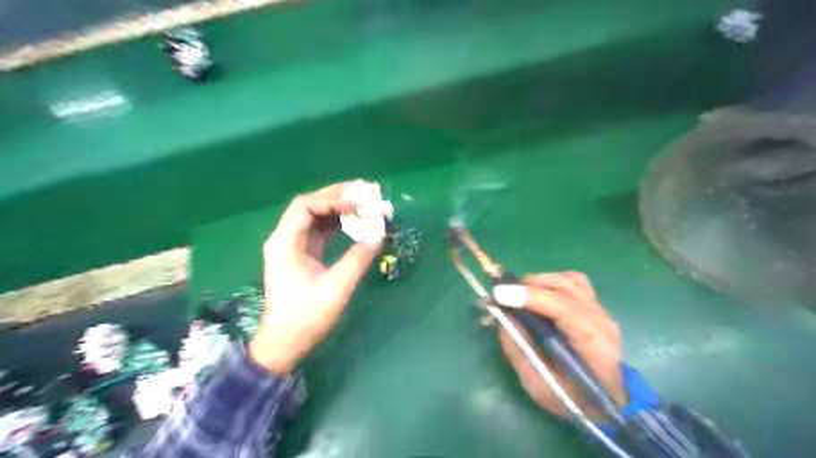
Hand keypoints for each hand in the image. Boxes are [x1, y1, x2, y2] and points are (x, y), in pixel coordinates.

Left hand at [250, 180, 384, 374]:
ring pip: (314, 216)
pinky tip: (354, 222)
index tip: (358, 205)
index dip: (332, 200)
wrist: (285, 342)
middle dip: (336, 196)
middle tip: (364, 191)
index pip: (305, 207)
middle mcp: (285, 238)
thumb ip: (357, 260)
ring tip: (363, 203)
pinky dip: (336, 223)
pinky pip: (319, 230)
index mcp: (285, 243)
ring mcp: (292, 246)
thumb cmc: (306, 317)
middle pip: (309, 206)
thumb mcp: (336, 288)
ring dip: (337, 208)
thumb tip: (378, 236)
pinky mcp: (301, 254)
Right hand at [490, 271, 626, 418]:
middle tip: (501, 297)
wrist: (612, 404)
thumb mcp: (541, 387)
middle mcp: (600, 320)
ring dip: (538, 282)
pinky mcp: (596, 307)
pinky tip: (540, 295)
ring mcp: (601, 310)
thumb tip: (503, 318)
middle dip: (527, 286)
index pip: (562, 306)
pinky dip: (551, 282)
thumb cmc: (576, 400)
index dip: (530, 296)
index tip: (499, 294)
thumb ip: (520, 352)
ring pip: (567, 279)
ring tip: (518, 295)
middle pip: (563, 286)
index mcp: (593, 343)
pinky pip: (573, 282)